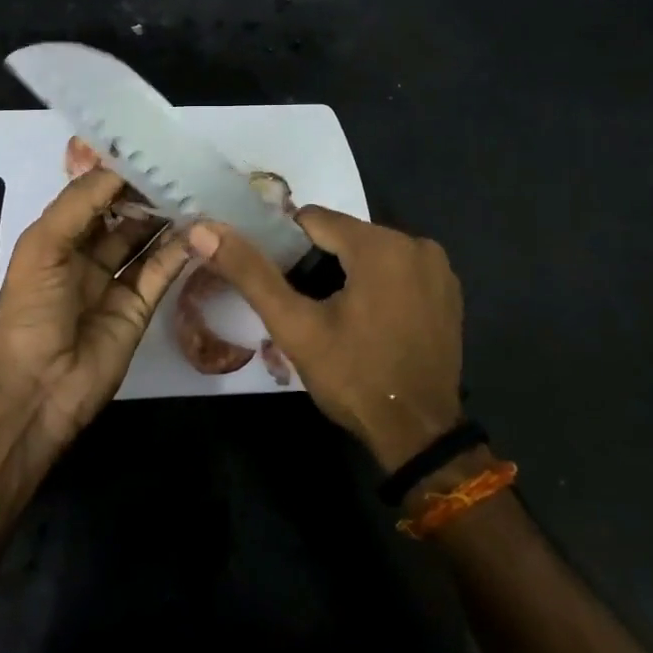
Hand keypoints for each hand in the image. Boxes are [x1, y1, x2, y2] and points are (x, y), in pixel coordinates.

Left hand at [0, 164, 192, 448]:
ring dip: (165, 220)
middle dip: (146, 195)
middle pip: (121, 217)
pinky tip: (198, 231)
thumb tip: (120, 168)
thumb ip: (80, 204)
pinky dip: (178, 253)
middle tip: (181, 170)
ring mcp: (113, 283)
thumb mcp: (43, 246)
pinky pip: (160, 273)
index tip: (150, 152)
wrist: (37, 388)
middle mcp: (84, 256)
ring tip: (196, 193)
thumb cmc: (30, 310)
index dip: (116, 176)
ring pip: (144, 242)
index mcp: (55, 238)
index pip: (90, 196)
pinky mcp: (138, 309)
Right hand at [187, 208, 463, 470]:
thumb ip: (250, 273)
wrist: (417, 432)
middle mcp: (416, 244)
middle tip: (304, 308)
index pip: (313, 220)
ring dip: (347, 274)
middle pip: (345, 236)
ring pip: (371, 253)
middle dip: (318, 263)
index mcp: (380, 245)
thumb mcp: (295, 326)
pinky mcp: (449, 291)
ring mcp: (439, 268)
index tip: (281, 284)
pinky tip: (369, 322)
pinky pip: (398, 271)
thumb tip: (204, 230)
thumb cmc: (353, 376)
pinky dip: (378, 285)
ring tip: (333, 318)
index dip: (287, 248)